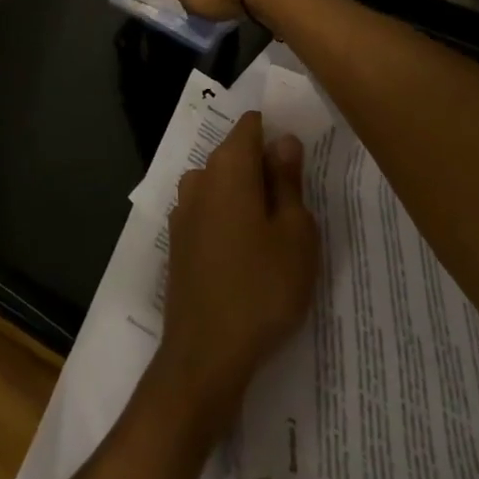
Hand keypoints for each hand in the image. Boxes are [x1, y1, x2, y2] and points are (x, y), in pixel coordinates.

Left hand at [149, 112, 318, 439]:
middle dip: (264, 166)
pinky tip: (249, 251)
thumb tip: (283, 140)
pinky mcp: (178, 241)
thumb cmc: (262, 288)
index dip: (275, 131)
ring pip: (221, 185)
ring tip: (279, 230)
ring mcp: (183, 210)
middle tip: (300, 199)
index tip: (301, 154)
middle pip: (234, 154)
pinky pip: (209, 212)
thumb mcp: (295, 234)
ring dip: (247, 195)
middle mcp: (198, 179)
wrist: (205, 353)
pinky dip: (230, 218)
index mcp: (227, 168)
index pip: (250, 126)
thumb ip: (288, 180)